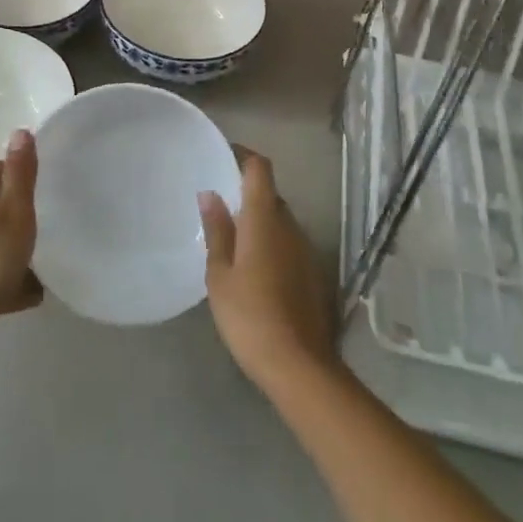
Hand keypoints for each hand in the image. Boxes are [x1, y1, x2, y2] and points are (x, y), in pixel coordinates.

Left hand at [0, 129, 44, 338]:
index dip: (8, 167)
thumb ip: (21, 175)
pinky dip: (16, 285)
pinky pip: (2, 284)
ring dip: (16, 247)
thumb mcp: (14, 212)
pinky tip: (35, 293)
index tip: (28, 163)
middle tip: (44, 205)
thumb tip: (20, 129)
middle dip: (13, 206)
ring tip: (45, 250)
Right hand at [199, 152, 338, 397]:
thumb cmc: (249, 315)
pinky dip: (269, 242)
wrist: (299, 366)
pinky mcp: (312, 273)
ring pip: (280, 220)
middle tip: (217, 202)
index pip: (260, 169)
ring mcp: (305, 250)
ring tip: (229, 235)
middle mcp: (290, 226)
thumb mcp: (220, 274)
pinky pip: (287, 243)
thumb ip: (217, 230)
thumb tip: (210, 193)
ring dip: (258, 219)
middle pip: (270, 194)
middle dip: (246, 191)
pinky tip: (251, 265)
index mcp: (265, 219)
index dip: (243, 155)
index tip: (222, 155)